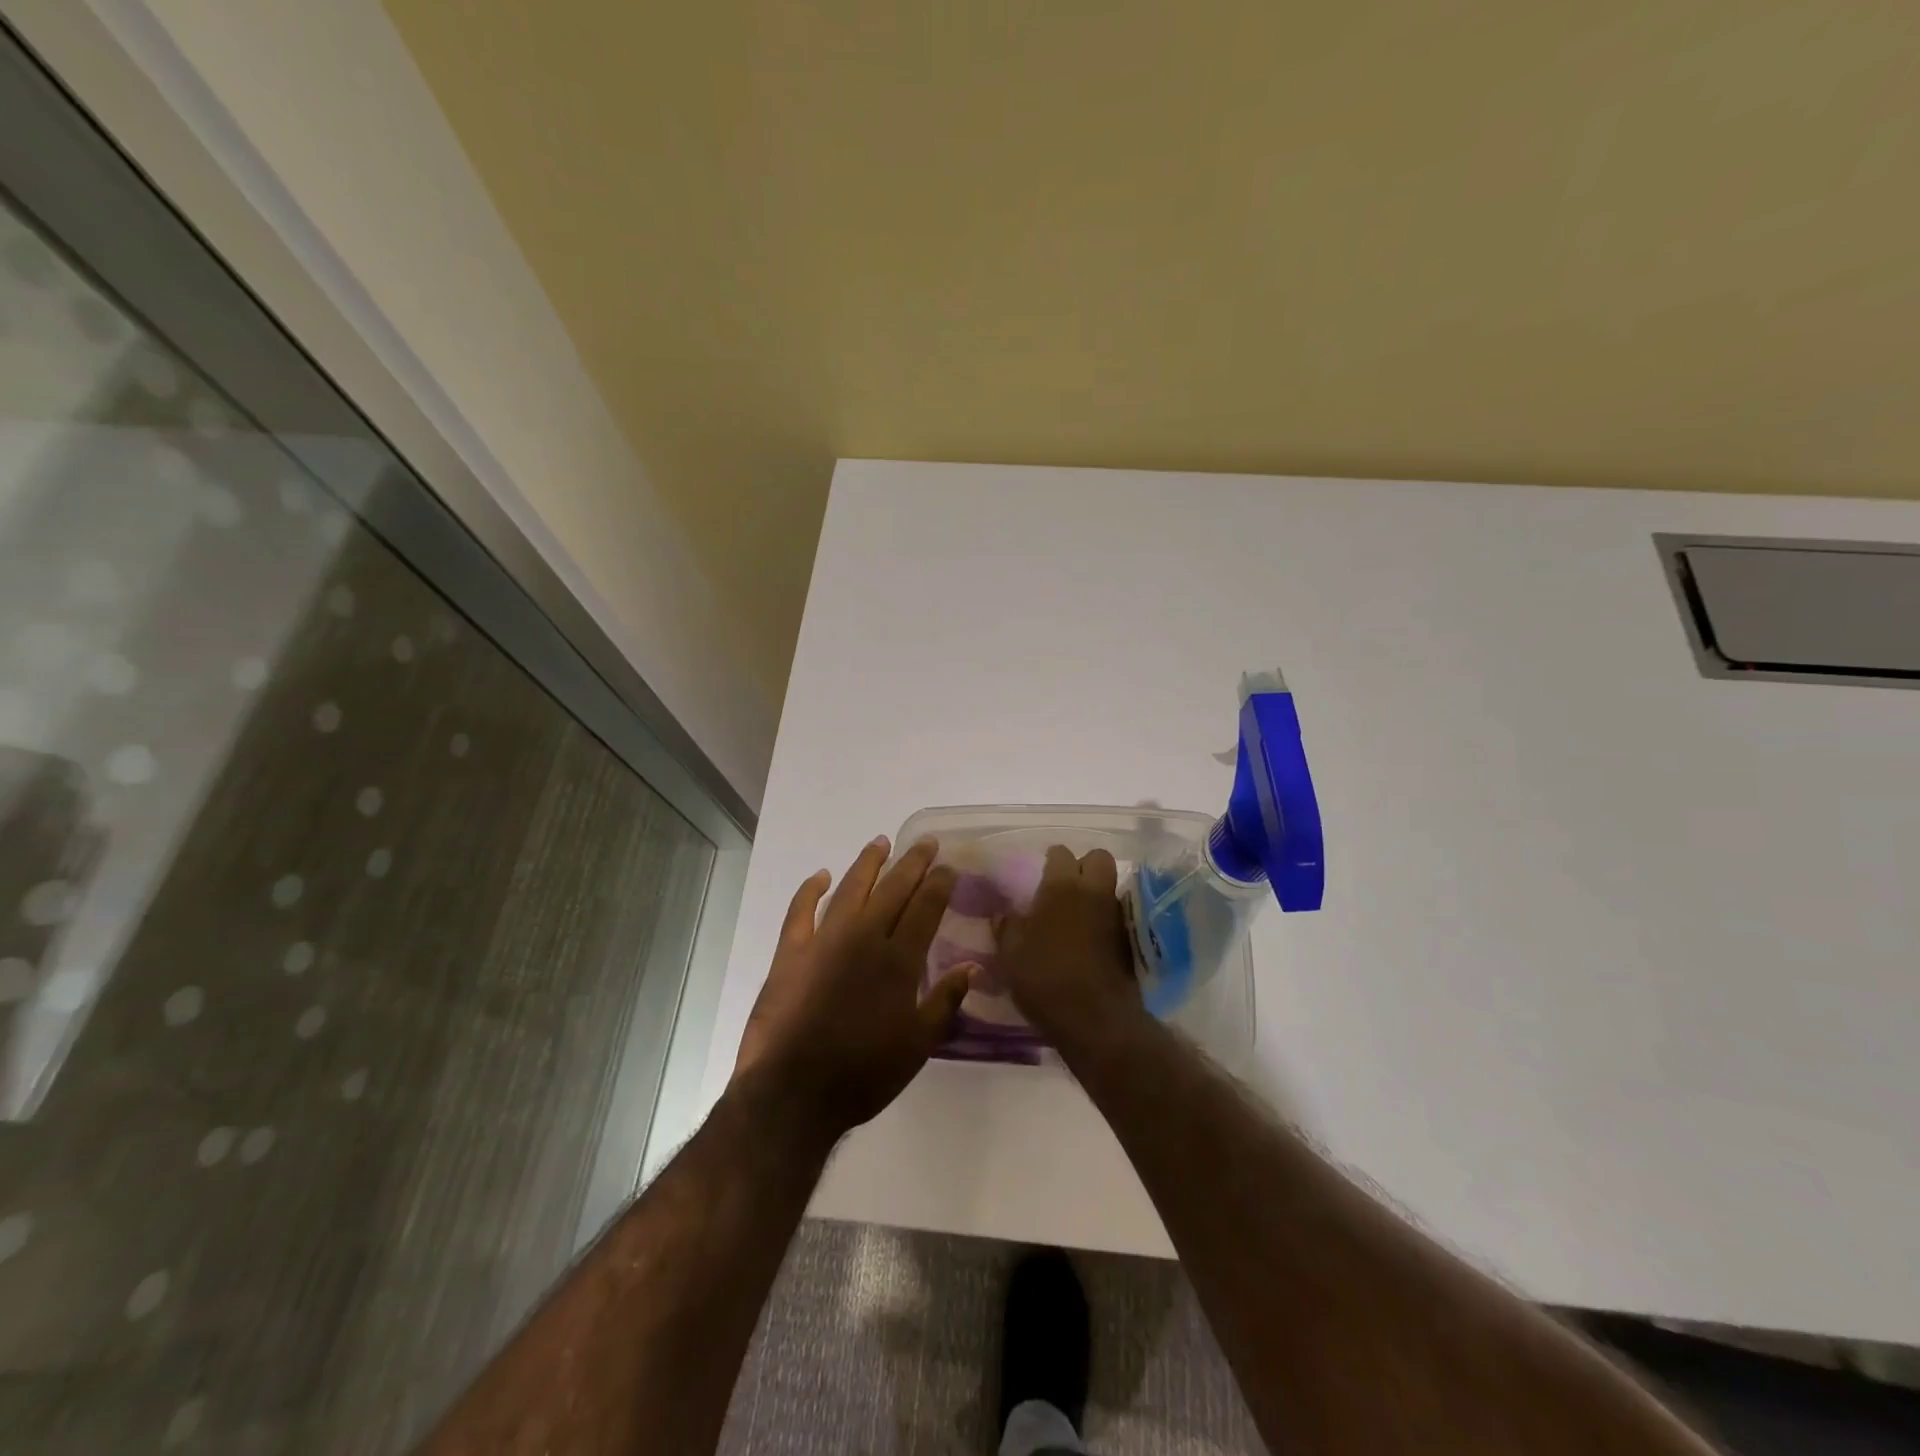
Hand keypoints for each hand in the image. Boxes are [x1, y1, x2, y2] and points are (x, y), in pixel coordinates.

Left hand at [733, 836, 974, 1137]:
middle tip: (926, 843)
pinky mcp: (791, 952)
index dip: (939, 884)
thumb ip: (945, 1002)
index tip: (948, 866)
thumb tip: (973, 968)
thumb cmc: (863, 1074)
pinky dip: (810, 890)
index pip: (925, 908)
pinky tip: (821, 876)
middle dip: (913, 863)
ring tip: (881, 842)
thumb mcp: (917, 1046)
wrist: (793, 1092)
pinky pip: (800, 910)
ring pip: (851, 888)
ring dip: (868, 863)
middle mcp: (864, 938)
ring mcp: (824, 940)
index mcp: (898, 960)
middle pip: (893, 889)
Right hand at [996, 846, 1147, 1055]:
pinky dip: (1103, 918)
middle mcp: (1093, 891)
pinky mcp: (1128, 938)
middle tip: (1065, 886)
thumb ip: (1007, 927)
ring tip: (1074, 915)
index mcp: (1062, 886)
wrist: (1094, 1018)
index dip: (1051, 860)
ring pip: (1109, 886)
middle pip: (1098, 858)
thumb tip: (1003, 914)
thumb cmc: (1044, 977)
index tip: (1040, 874)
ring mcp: (1115, 914)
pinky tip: (1087, 938)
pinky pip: (1115, 913)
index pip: (1061, 853)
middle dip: (1084, 865)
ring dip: (1094, 893)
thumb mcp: (1011, 953)